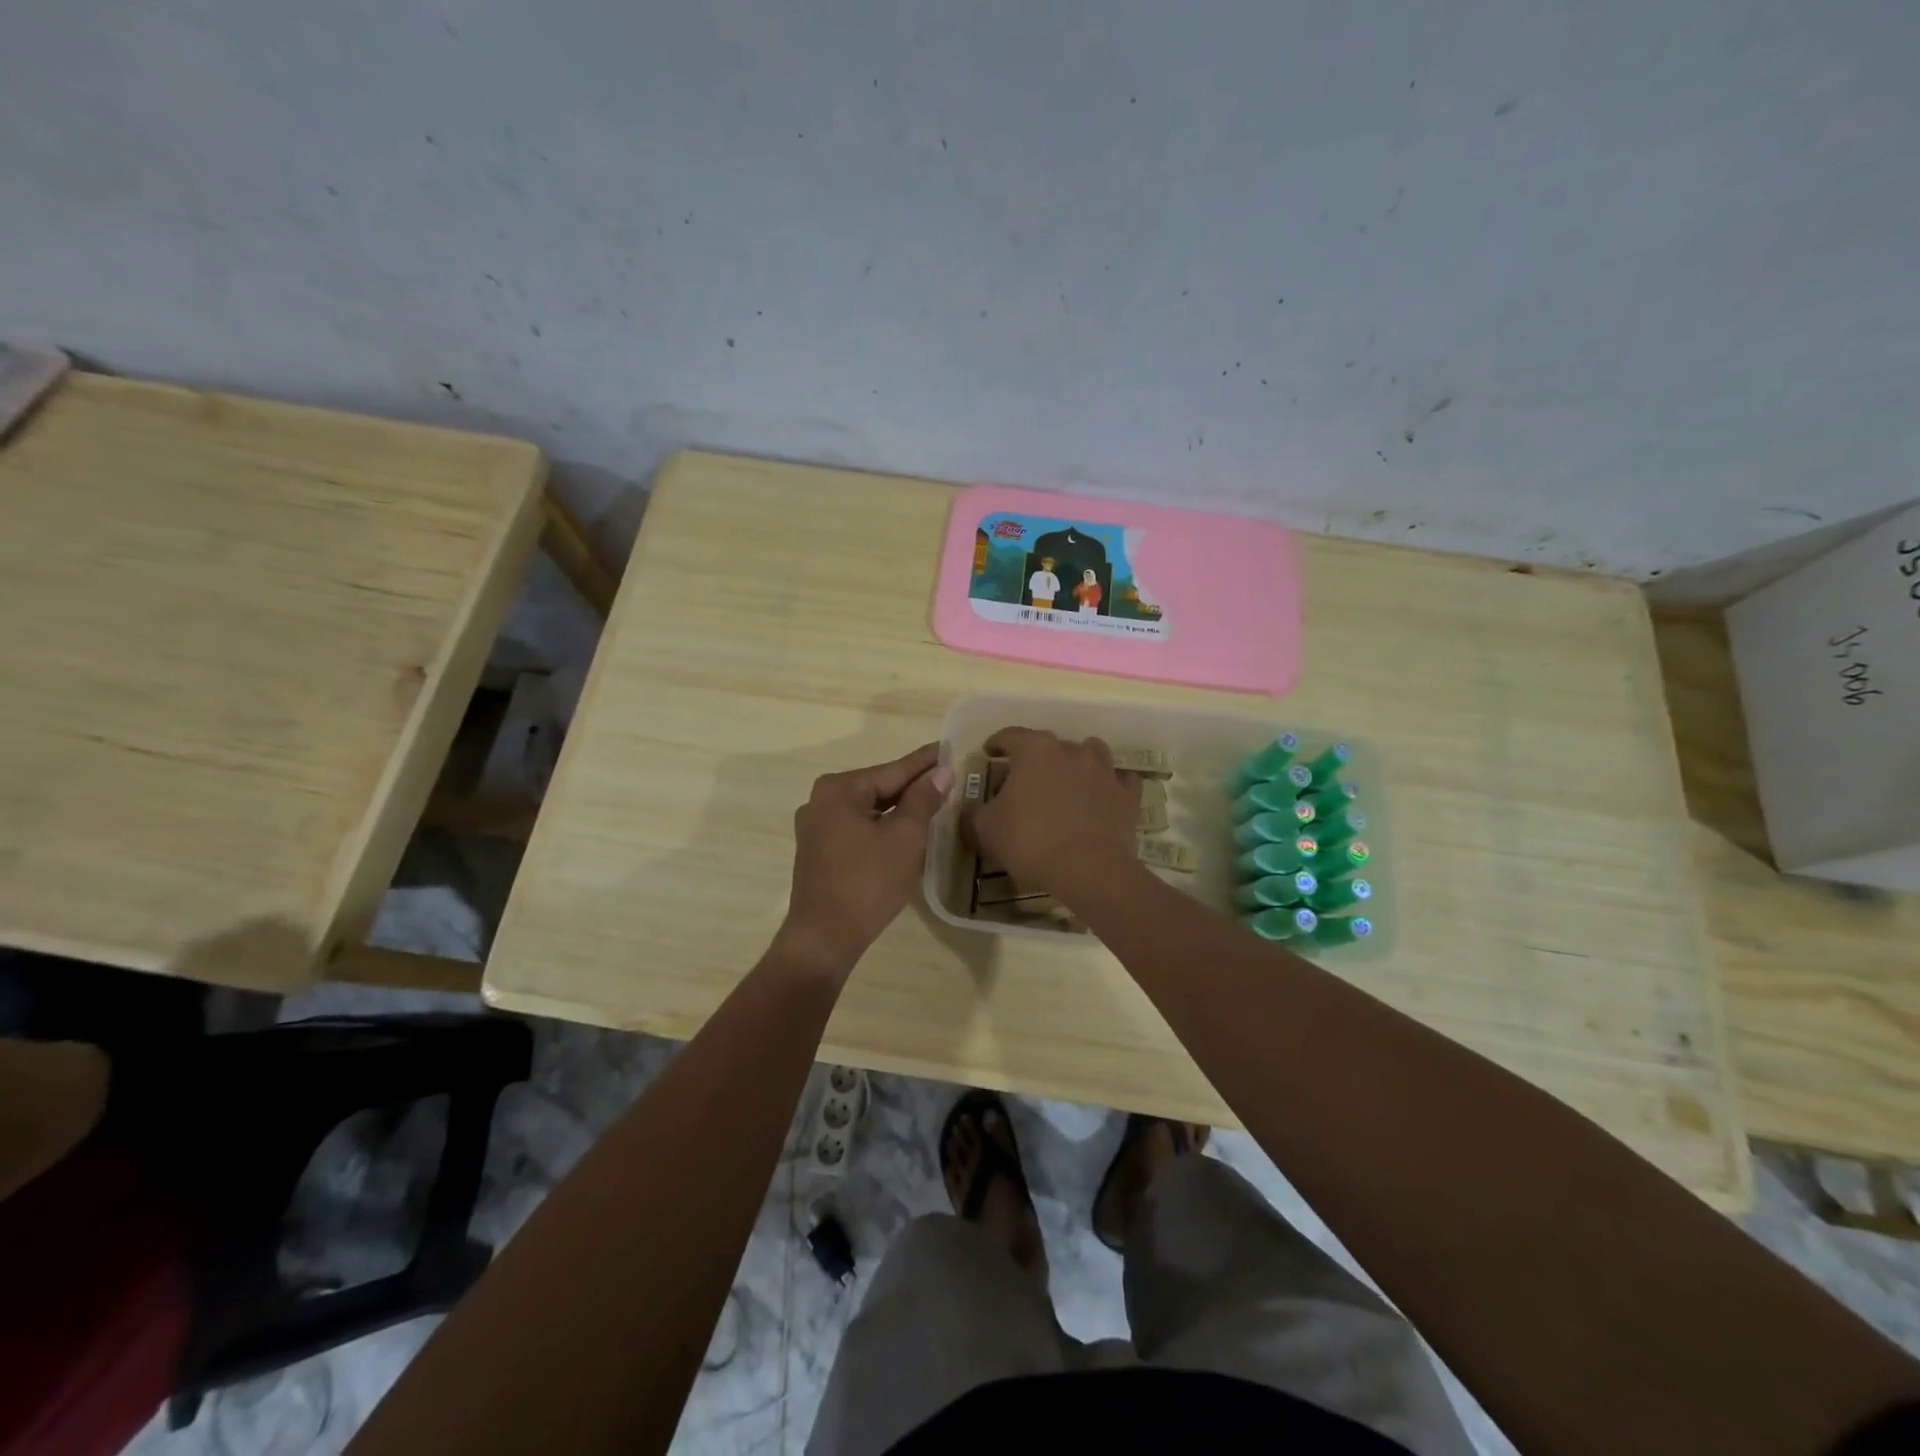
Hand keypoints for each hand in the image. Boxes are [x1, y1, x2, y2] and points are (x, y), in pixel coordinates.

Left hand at [775, 743, 953, 977]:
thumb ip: (923, 800)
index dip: (924, 762)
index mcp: (838, 790)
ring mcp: (817, 828)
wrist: (825, 938)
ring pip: (870, 810)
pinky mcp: (820, 852)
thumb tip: (942, 772)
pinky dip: (884, 827)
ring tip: (935, 800)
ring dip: (900, 808)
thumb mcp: (905, 837)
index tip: (948, 747)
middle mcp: (821, 801)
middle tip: (948, 776)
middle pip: (879, 788)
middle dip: (913, 785)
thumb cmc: (868, 882)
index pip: (893, 770)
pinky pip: (859, 829)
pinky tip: (907, 829)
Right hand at [962, 728, 1140, 900]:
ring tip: (1067, 782)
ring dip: (1077, 763)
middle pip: (1050, 745)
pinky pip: (1120, 780)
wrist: (1088, 869)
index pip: (1010, 736)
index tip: (988, 753)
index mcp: (1035, 750)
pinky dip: (1110, 785)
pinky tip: (1102, 796)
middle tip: (1024, 780)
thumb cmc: (1030, 841)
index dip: (996, 743)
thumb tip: (969, 810)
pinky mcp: (1127, 795)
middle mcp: (1071, 750)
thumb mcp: (985, 830)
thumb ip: (972, 815)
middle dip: (1036, 759)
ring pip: (1091, 753)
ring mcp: (1104, 771)